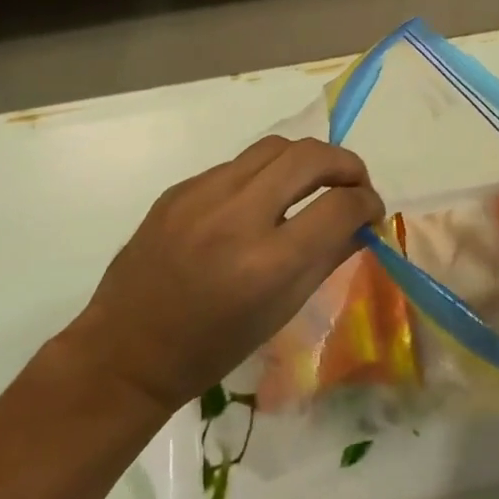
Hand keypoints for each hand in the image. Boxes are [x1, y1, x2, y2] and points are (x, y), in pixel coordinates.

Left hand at [76, 136, 384, 412]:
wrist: (127, 352)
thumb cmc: (213, 347)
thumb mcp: (282, 310)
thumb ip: (328, 256)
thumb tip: (362, 221)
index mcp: (268, 263)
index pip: (340, 205)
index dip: (368, 202)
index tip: (371, 210)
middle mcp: (236, 217)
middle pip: (310, 155)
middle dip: (346, 164)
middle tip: (353, 184)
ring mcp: (202, 196)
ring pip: (274, 147)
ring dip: (306, 160)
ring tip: (312, 183)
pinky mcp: (179, 189)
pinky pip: (236, 165)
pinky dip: (263, 175)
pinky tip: (259, 202)